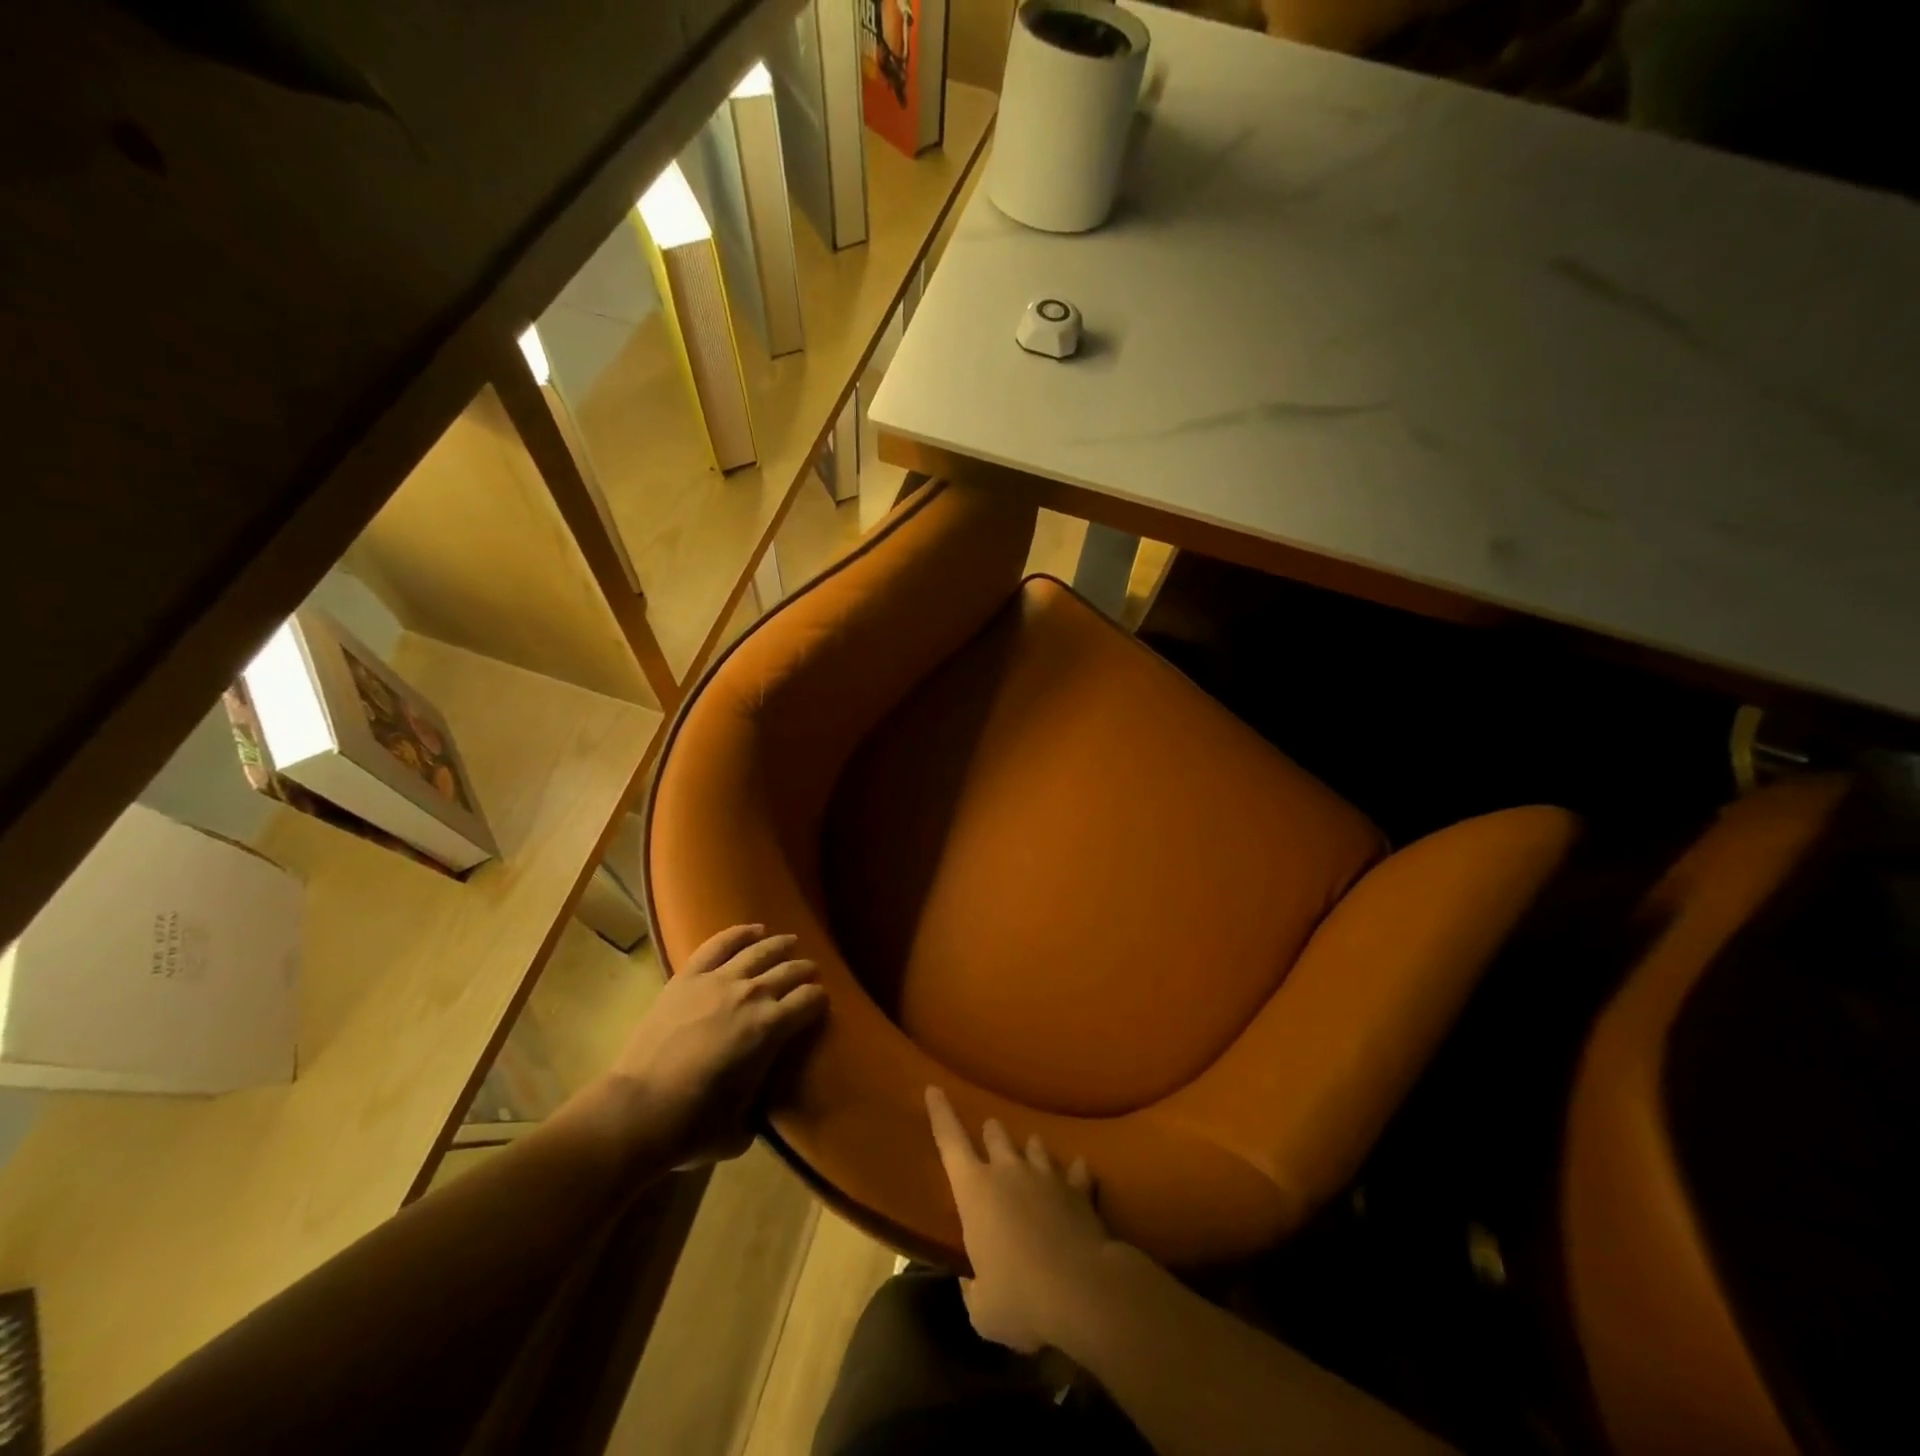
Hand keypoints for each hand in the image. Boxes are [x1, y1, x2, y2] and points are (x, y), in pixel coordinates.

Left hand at [605, 925, 825, 1168]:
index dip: (819, 1000)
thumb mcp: (742, 1126)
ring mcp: (717, 981)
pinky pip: (719, 944)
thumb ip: (758, 1103)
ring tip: (790, 942)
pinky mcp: (687, 978)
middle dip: (805, 971)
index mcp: (772, 1028)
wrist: (635, 1111)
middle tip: (810, 973)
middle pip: (790, 971)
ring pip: (759, 951)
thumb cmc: (692, 1126)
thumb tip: (759, 1098)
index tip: (820, 1003)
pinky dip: (739, 933)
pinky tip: (753, 930)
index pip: (810, 1000)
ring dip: (780, 945)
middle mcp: (751, 995)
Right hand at [926, 1085, 1112, 1353]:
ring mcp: (1046, 1175)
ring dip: (1030, 1151)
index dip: (940, 1113)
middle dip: (991, 1134)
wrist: (1083, 1291)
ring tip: (1031, 1157)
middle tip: (990, 1138)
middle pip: (996, 1133)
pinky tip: (1078, 1177)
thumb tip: (974, 1281)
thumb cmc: (1021, 1299)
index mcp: (975, 1190)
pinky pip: (1076, 1171)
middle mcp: (1009, 1171)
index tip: (934, 1088)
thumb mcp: (983, 1310)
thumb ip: (973, 1289)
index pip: (949, 1141)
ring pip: (1035, 1145)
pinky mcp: (1079, 1189)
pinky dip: (1074, 1174)